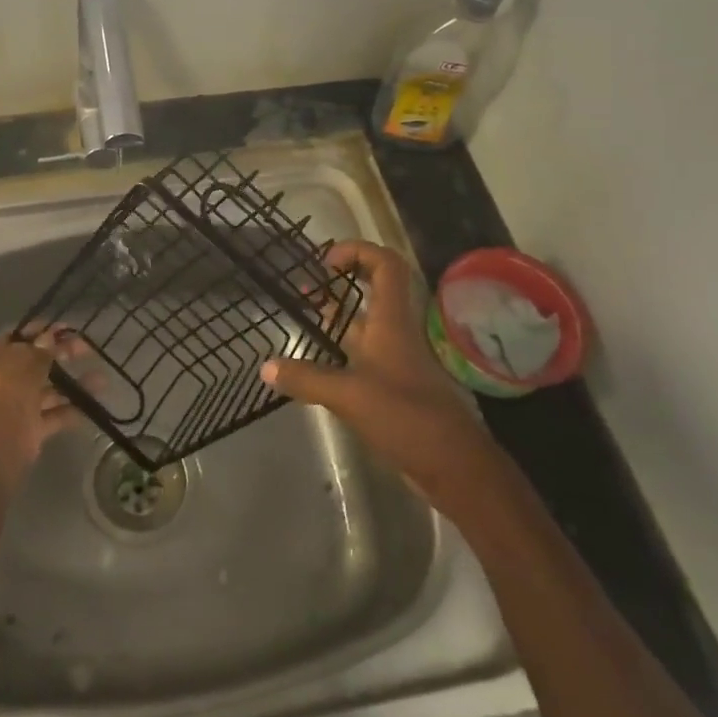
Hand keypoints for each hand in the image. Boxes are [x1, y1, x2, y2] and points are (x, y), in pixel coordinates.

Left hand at [0, 330, 78, 483]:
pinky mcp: (29, 429)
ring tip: (101, 380)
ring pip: (47, 390)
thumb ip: (42, 349)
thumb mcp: (27, 360)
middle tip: (86, 348)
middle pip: (35, 363)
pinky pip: (53, 416)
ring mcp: (16, 406)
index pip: (18, 338)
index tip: (66, 328)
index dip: (41, 332)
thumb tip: (50, 336)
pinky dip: (71, 410)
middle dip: (61, 355)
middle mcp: (1, 380)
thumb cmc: (7, 387)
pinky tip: (92, 404)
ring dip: (72, 384)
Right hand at [263, 241, 487, 492]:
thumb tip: (265, 367)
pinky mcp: (390, 386)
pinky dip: (336, 351)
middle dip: (339, 281)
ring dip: (336, 316)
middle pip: (373, 290)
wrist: (452, 465)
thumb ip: (307, 378)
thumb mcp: (349, 395)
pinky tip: (312, 363)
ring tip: (301, 316)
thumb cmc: (406, 416)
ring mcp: (394, 360)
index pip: (385, 265)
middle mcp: (394, 332)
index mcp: (391, 322)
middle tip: (304, 288)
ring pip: (364, 324)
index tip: (325, 262)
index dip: (358, 251)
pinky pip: (360, 355)